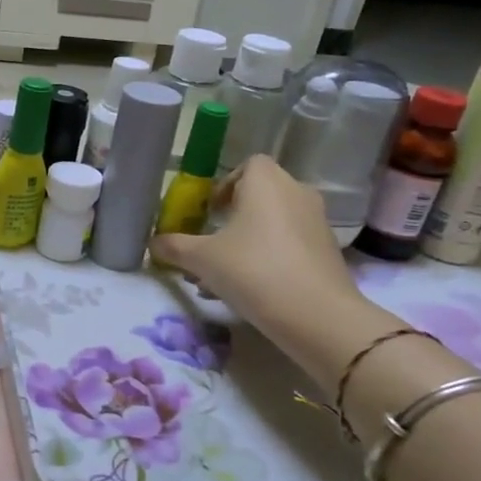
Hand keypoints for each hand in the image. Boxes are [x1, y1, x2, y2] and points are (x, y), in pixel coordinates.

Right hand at [150, 156, 371, 354]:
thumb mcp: (202, 259)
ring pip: (275, 222)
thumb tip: (152, 243)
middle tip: (213, 244)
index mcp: (266, 182)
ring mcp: (317, 221)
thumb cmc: (253, 270)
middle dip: (234, 217)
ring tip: (226, 274)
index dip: (225, 184)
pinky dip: (271, 256)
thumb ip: (174, 247)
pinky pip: (291, 243)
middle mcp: (296, 192)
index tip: (209, 212)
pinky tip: (253, 289)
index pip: (247, 165)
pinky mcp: (328, 251)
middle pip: (261, 194)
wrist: (317, 315)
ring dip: (250, 240)